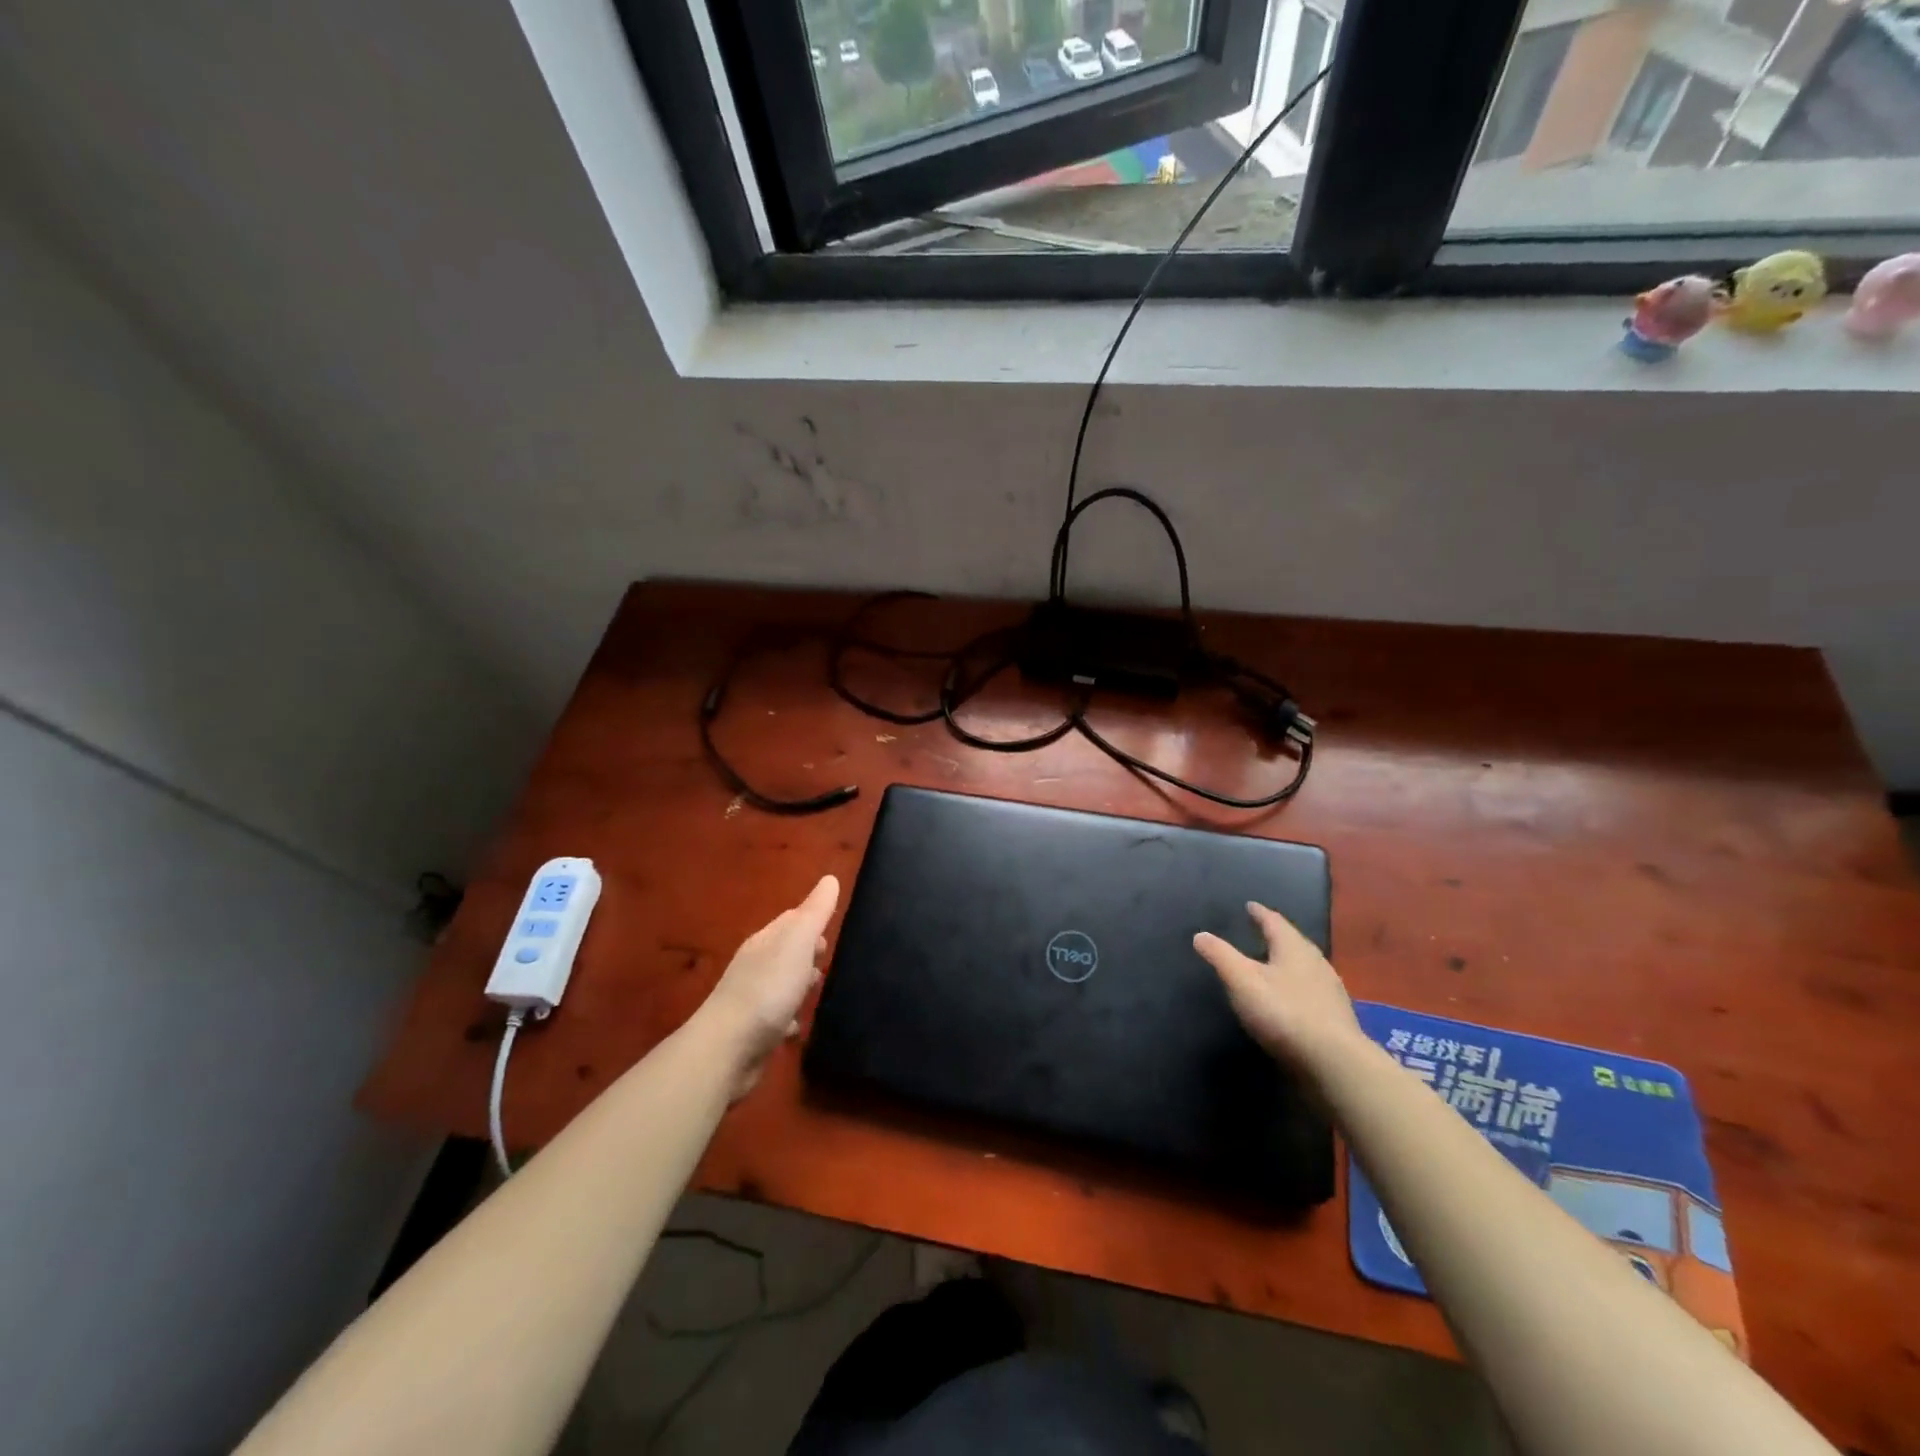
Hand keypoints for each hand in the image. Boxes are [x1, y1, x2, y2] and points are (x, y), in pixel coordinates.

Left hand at [695, 875, 839, 1100]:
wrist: (728, 1050)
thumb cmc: (769, 989)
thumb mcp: (798, 943)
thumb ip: (815, 912)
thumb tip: (830, 878)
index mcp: (766, 940)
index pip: (791, 920)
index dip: (812, 921)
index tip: (834, 929)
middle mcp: (756, 965)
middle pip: (787, 951)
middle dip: (809, 954)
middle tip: (829, 962)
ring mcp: (752, 999)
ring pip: (782, 984)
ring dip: (800, 986)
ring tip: (819, 993)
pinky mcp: (753, 1031)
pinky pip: (777, 1017)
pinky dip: (790, 1018)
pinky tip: (798, 1027)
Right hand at [1194, 901, 1363, 1078]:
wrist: (1333, 1062)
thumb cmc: (1283, 1012)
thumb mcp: (1242, 981)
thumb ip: (1220, 956)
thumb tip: (1200, 934)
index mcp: (1294, 948)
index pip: (1274, 922)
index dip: (1259, 913)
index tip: (1250, 906)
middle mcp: (1316, 962)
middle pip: (1293, 942)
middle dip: (1276, 936)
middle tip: (1260, 932)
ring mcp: (1330, 990)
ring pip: (1304, 967)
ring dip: (1287, 962)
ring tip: (1272, 964)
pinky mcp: (1335, 1016)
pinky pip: (1311, 990)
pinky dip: (1297, 986)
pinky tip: (1290, 999)